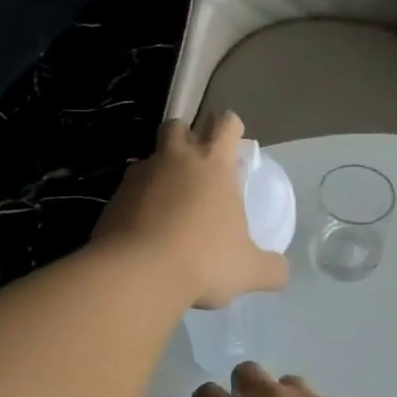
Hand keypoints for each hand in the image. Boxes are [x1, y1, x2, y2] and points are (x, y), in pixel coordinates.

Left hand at [94, 113, 288, 308]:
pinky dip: (138, 200)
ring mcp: (140, 175)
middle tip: (196, 162)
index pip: (225, 124)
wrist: (138, 272)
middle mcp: (175, 159)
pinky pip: (129, 189)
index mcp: (213, 164)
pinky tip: (144, 226)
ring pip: (150, 156)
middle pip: (178, 125)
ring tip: (169, 201)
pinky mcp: (114, 197)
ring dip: (160, 170)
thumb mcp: (249, 270)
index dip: (230, 127)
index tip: (232, 141)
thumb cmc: (204, 261)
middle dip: (187, 135)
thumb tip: (282, 271)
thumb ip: (271, 268)